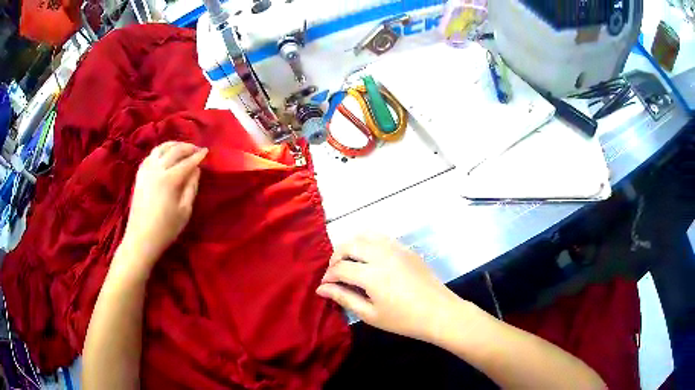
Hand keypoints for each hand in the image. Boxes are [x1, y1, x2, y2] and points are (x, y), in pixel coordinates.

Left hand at [120, 142, 207, 270]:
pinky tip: (164, 154)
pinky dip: (160, 151)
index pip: (187, 162)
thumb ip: (191, 188)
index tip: (207, 151)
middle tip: (197, 149)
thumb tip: (196, 170)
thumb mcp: (184, 211)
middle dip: (187, 147)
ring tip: (181, 147)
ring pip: (160, 148)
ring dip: (173, 145)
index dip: (198, 156)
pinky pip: (150, 155)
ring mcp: (146, 171)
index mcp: (170, 179)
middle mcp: (157, 169)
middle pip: (174, 151)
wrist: (141, 238)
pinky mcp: (139, 175)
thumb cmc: (166, 229)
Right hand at [317, 236, 461, 341]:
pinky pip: (382, 238)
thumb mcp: (370, 314)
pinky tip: (370, 259)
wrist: (440, 313)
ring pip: (365, 235)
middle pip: (350, 245)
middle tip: (335, 273)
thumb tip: (321, 289)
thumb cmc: (404, 320)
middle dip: (336, 257)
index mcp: (371, 274)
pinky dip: (369, 243)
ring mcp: (396, 248)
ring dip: (352, 246)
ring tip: (350, 262)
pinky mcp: (407, 249)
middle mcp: (382, 254)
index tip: (325, 287)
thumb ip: (344, 298)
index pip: (340, 268)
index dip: (328, 277)